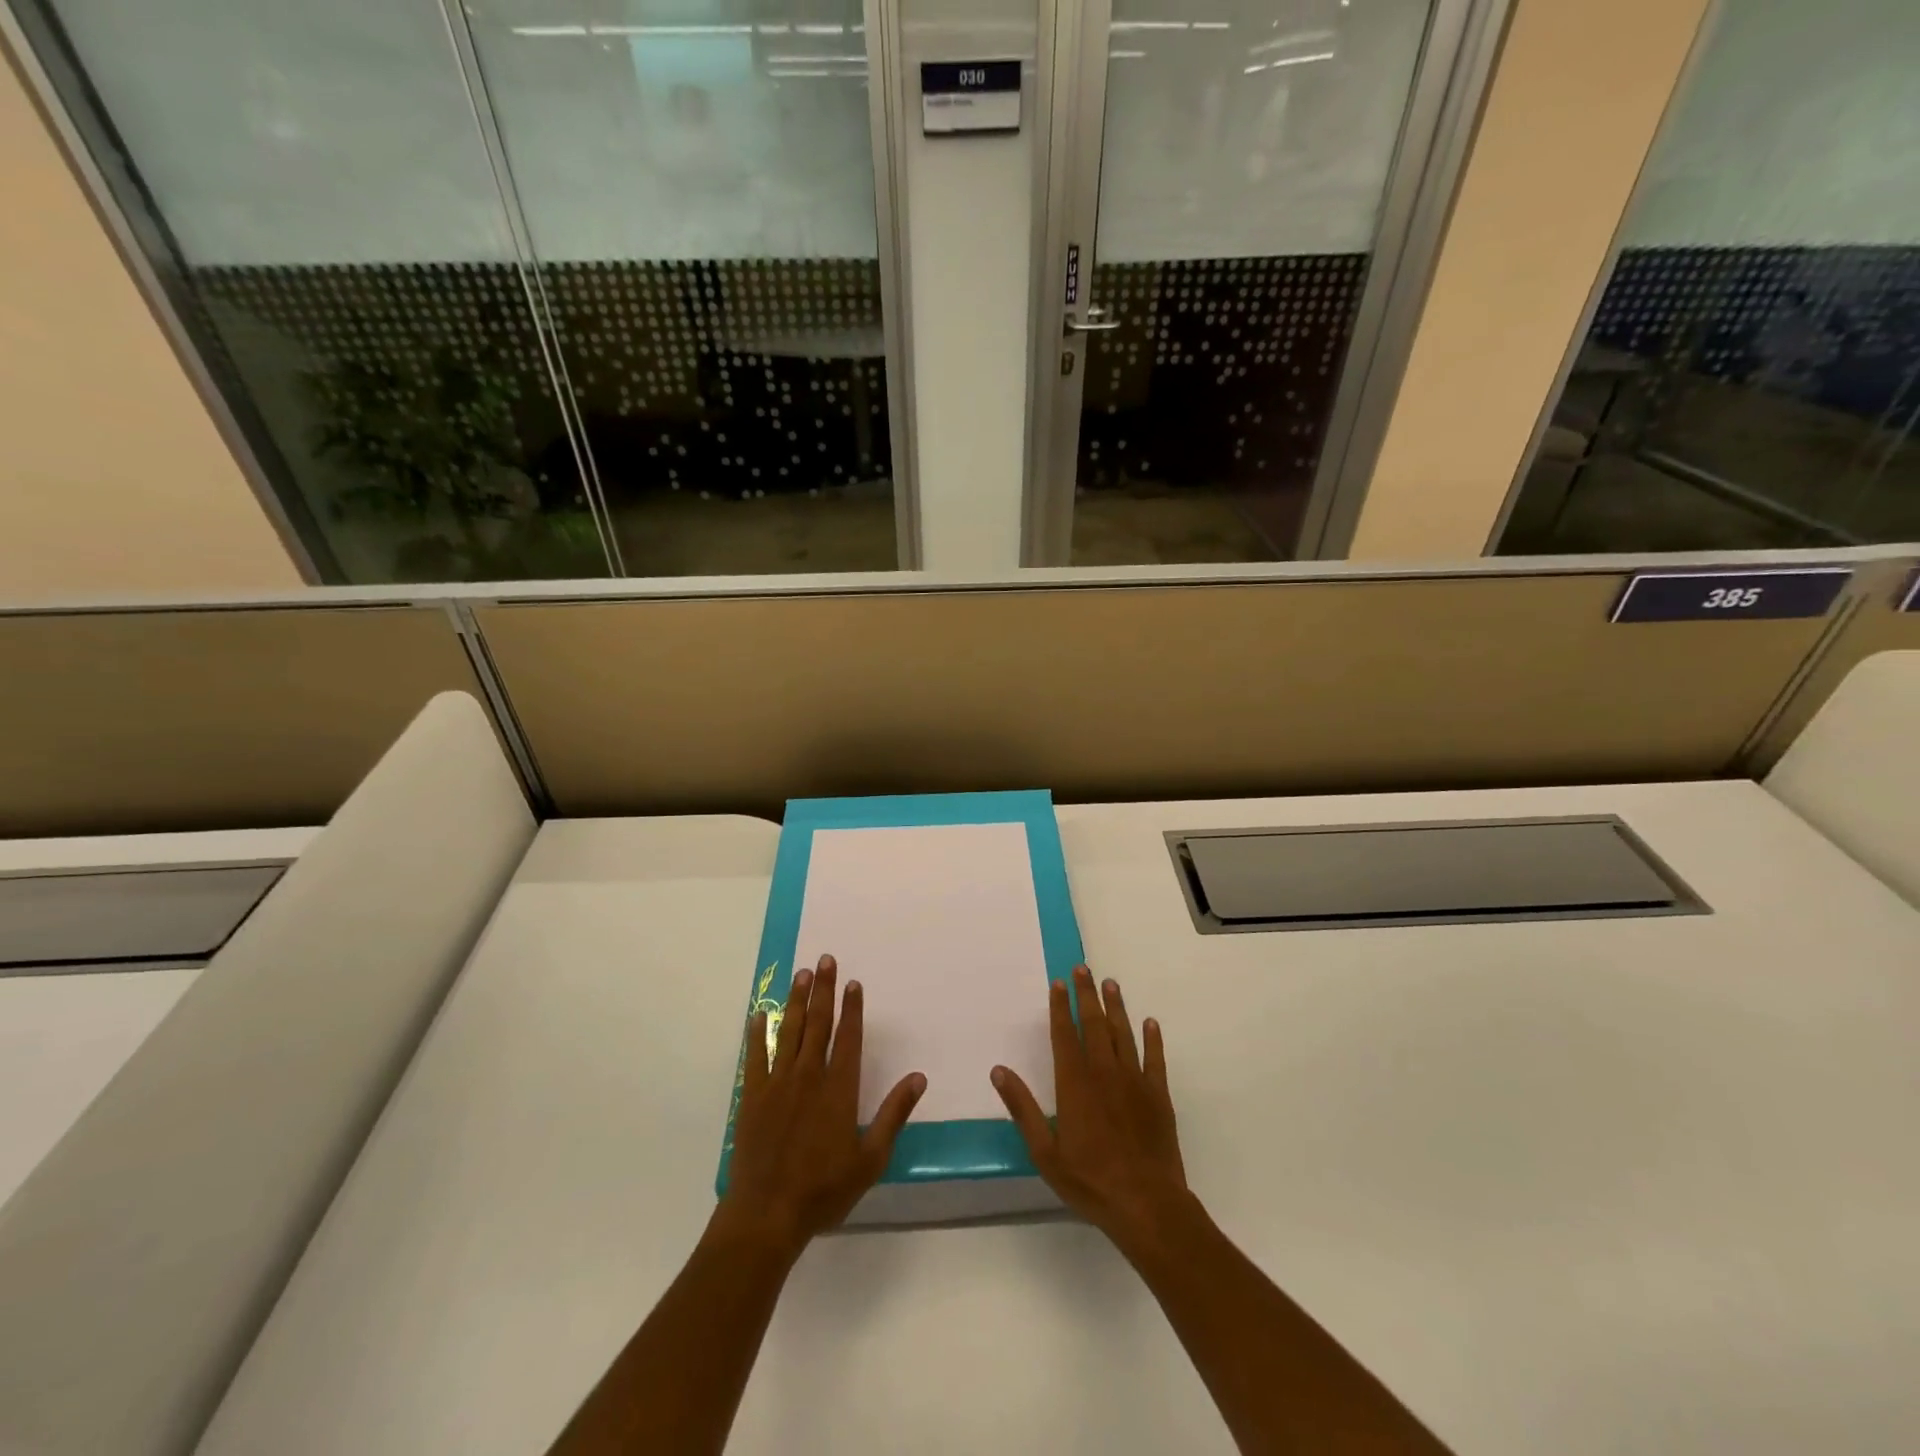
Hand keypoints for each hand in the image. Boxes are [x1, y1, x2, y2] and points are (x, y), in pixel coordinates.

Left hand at [718, 954, 925, 1257]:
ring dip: (796, 1001)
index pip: (848, 1037)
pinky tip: (760, 1014)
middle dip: (824, 989)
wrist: (767, 1214)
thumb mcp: (870, 1159)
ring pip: (789, 1031)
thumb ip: (893, 1114)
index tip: (853, 982)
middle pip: (818, 1024)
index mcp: (838, 1089)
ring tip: (801, 974)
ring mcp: (777, 1084)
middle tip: (826, 959)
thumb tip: (918, 1077)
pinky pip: (755, 1056)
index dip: (852, 1008)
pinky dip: (758, 1033)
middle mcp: (808, 1076)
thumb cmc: (824, 1189)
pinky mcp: (752, 1097)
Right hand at [992, 964, 1191, 1256]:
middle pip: (1094, 1024)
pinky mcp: (1158, 1095)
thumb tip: (998, 1071)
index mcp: (1075, 1083)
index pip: (1064, 1034)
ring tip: (1111, 984)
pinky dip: (1152, 1039)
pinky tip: (1150, 1023)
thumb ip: (1022, 1108)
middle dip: (1087, 995)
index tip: (1058, 983)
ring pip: (1123, 1034)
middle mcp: (1104, 1073)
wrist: (1146, 1203)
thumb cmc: (1089, 1180)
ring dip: (1116, 1007)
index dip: (1060, 1007)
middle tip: (1083, 969)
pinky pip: (1155, 1059)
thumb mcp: (1044, 1151)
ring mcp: (1134, 1081)